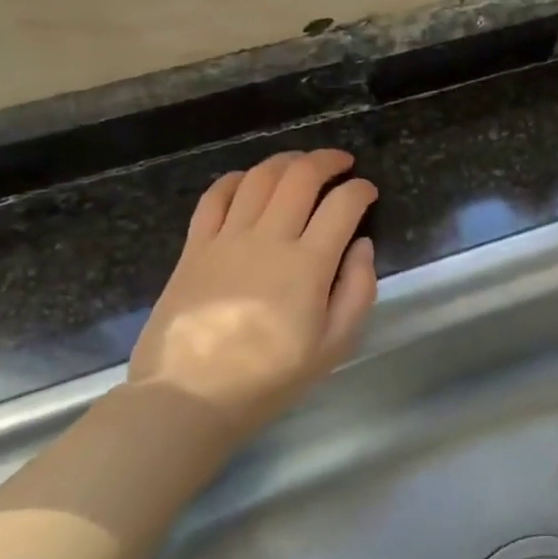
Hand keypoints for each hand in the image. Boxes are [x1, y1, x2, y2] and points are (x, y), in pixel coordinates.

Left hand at [128, 149, 377, 436]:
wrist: (189, 397)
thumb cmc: (269, 378)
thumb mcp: (334, 346)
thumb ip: (358, 290)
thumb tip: (362, 245)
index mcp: (308, 265)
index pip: (342, 205)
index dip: (362, 190)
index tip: (368, 192)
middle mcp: (269, 239)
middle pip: (301, 177)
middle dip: (328, 161)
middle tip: (342, 163)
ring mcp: (227, 238)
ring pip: (259, 178)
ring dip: (286, 161)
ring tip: (301, 164)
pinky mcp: (194, 246)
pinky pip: (215, 196)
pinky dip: (236, 179)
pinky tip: (248, 180)